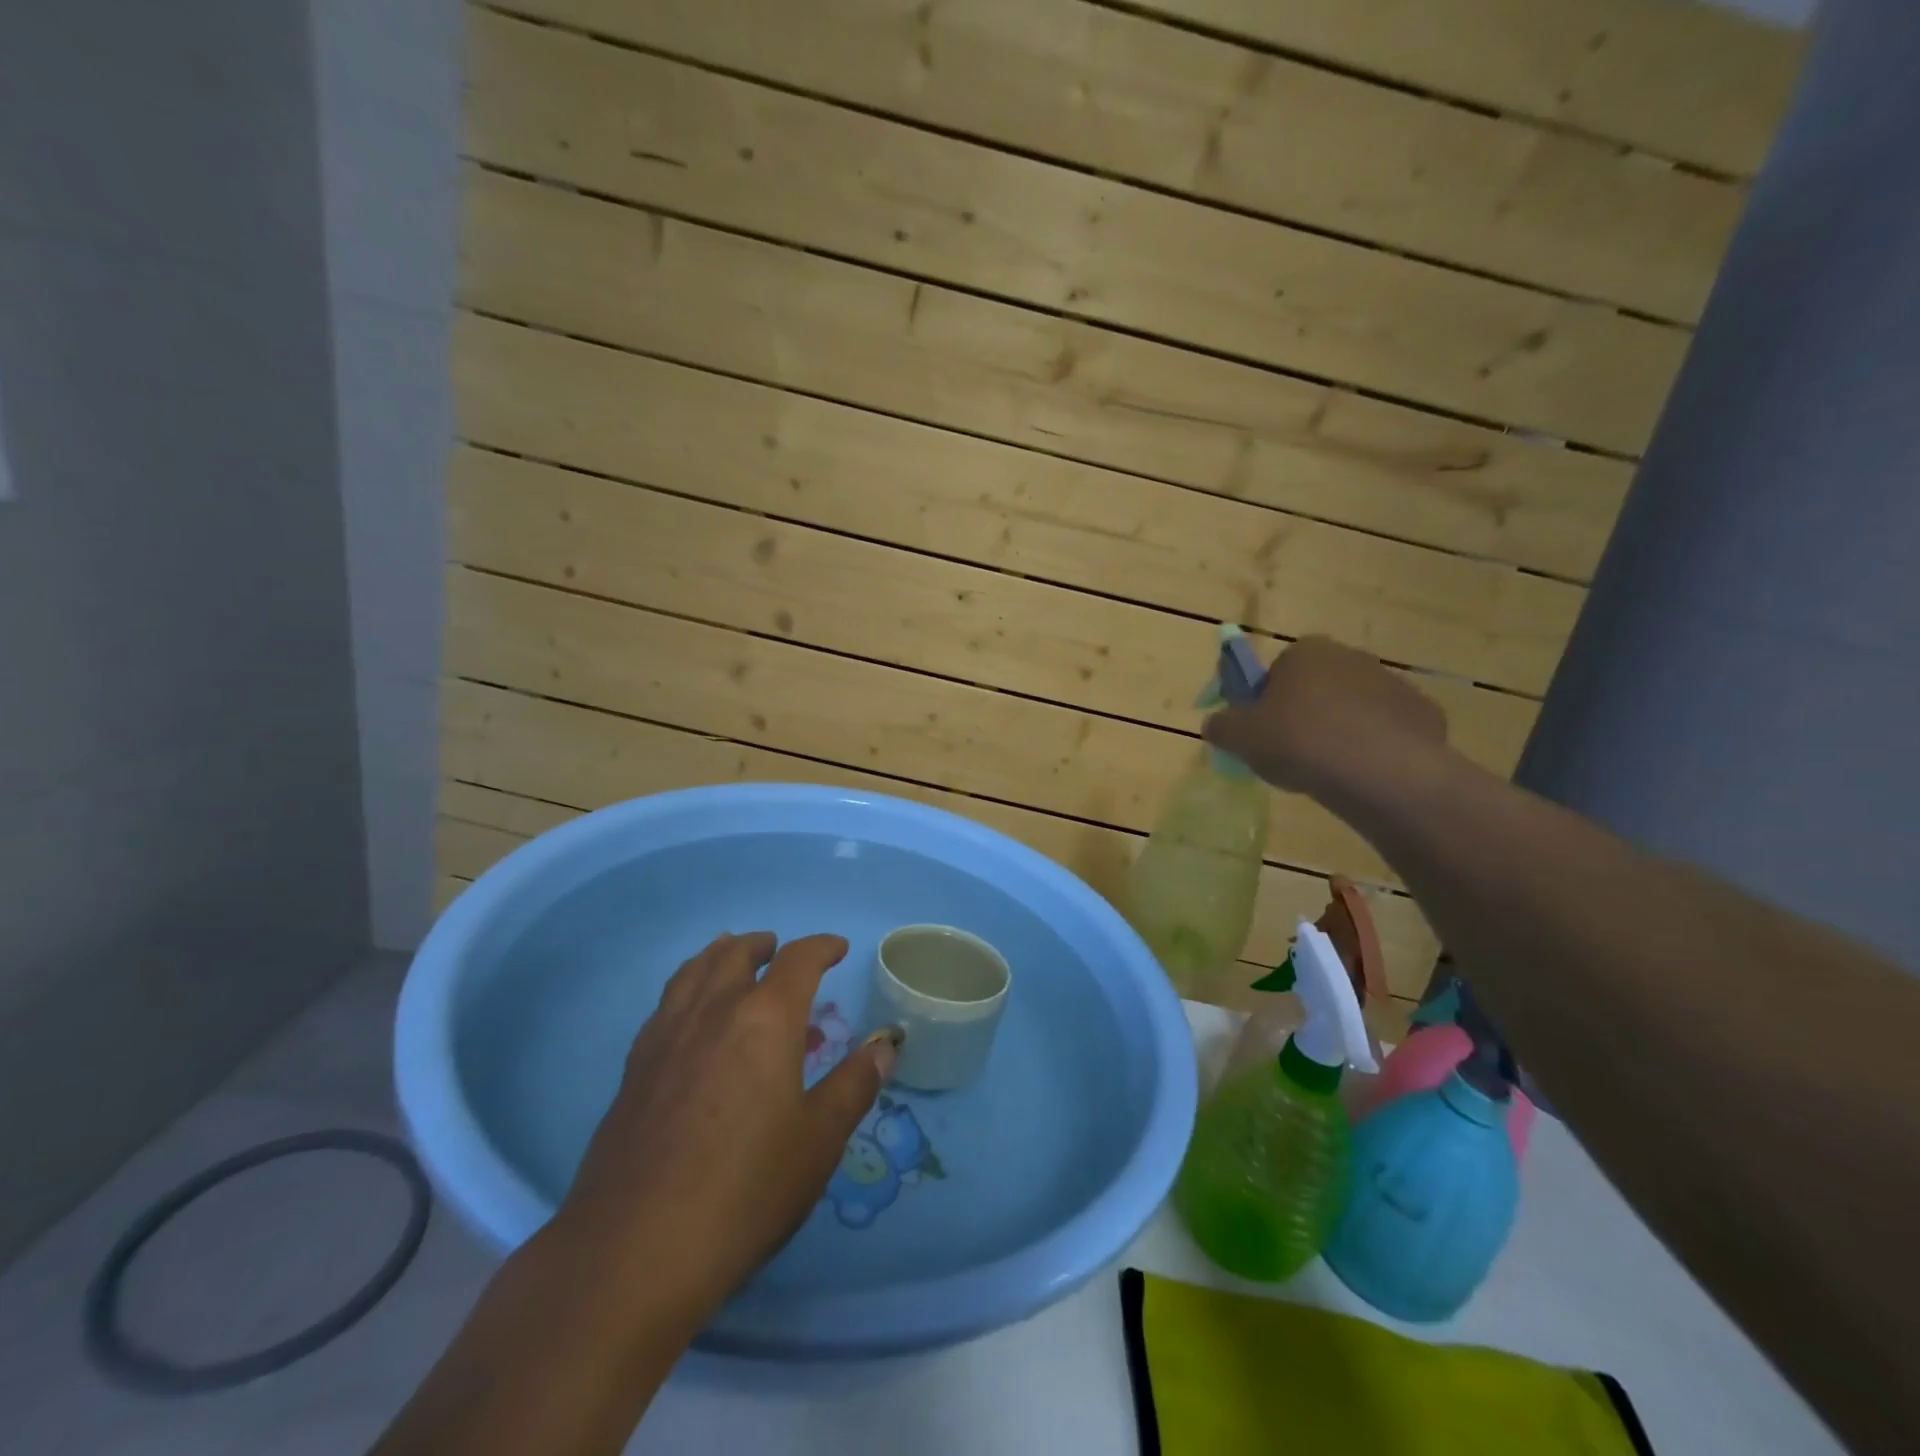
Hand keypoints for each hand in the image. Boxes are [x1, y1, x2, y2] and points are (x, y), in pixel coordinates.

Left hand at [557, 932, 893, 1322]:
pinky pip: (667, 1003)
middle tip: (778, 949)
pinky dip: (688, 987)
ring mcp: (666, 1036)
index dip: (821, 948)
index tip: (837, 949)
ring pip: (693, 971)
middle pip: (735, 954)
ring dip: (719, 956)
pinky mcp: (634, 1068)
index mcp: (765, 1018)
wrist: (634, 1250)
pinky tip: (692, 1017)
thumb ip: (854, 1085)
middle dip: (762, 945)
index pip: (798, 960)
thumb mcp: (818, 1141)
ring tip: (732, 959)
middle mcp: (713, 1010)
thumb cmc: (744, 1190)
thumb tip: (884, 1048)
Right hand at [1204, 637, 1448, 801]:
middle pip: (1317, 686)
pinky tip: (1363, 774)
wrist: (1380, 772)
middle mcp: (1351, 656)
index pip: (1276, 671)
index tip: (1261, 732)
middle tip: (1291, 753)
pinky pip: (1386, 731)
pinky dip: (1374, 748)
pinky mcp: (1423, 714)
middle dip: (1304, 714)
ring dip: (1339, 731)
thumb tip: (1216, 724)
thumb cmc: (1300, 742)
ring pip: (1353, 709)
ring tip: (1327, 770)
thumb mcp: (1240, 737)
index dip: (1265, 702)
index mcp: (1305, 652)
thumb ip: (1221, 726)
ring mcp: (1393, 684)